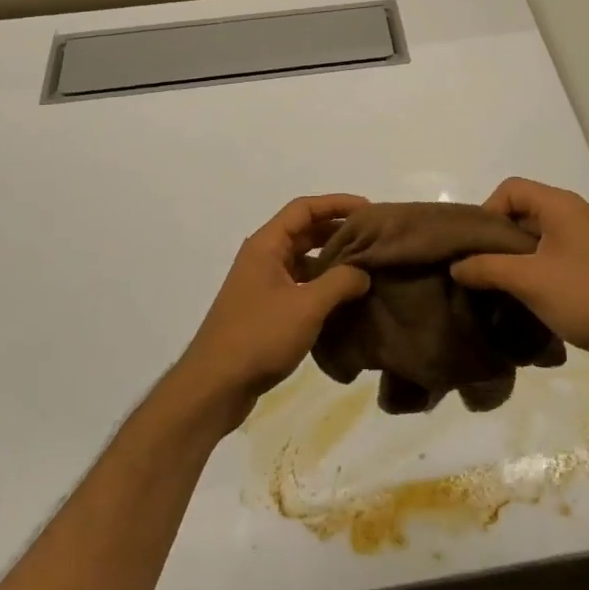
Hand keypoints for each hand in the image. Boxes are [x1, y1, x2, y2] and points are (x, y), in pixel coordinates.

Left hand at [174, 194, 370, 427]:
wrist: (215, 386)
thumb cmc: (259, 336)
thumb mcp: (307, 306)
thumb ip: (340, 282)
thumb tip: (363, 273)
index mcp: (266, 245)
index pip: (304, 209)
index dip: (337, 203)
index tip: (369, 210)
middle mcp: (263, 258)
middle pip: (305, 232)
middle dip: (339, 232)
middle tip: (374, 240)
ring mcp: (263, 285)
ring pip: (304, 261)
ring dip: (333, 262)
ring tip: (367, 269)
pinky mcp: (266, 310)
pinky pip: (300, 286)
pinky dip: (323, 287)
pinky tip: (346, 301)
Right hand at [451, 178, 588, 366]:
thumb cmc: (586, 296)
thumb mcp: (529, 280)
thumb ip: (487, 268)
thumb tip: (456, 266)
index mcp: (561, 205)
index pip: (511, 189)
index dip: (487, 211)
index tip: (476, 247)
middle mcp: (575, 214)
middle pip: (524, 211)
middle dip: (498, 238)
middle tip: (481, 268)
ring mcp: (588, 239)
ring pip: (539, 236)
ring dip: (516, 257)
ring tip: (500, 285)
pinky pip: (555, 254)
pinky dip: (536, 268)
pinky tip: (529, 296)